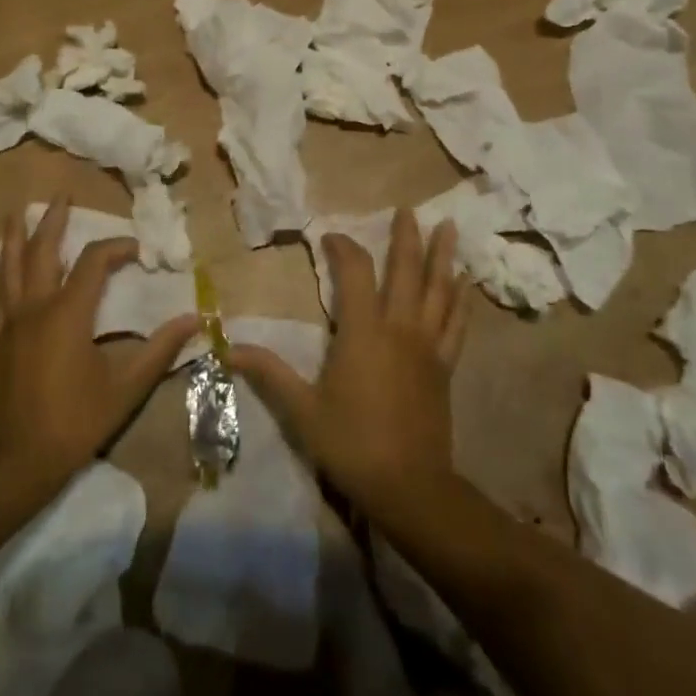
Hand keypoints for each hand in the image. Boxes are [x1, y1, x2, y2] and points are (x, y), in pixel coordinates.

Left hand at [0, 196, 198, 487]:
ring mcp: (12, 322)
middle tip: (62, 195)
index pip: (95, 262)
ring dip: (16, 237)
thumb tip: (194, 318)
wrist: (20, 462)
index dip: (118, 247)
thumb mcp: (126, 387)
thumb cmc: (76, 421)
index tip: (138, 251)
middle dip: (54, 220)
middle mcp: (37, 307)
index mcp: (69, 314)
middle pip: (45, 251)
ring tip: (16, 211)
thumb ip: (160, 350)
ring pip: (11, 267)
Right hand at [230, 208, 469, 516]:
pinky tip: (467, 283)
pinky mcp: (444, 366)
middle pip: (406, 271)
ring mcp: (427, 346)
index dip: (344, 249)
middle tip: (409, 208)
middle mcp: (399, 328)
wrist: (410, 487)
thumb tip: (228, 348)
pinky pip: (456, 325)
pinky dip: (462, 301)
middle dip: (406, 237)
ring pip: (439, 290)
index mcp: (363, 332)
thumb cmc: (352, 444)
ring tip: (450, 227)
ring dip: (442, 257)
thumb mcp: (302, 411)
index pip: (356, 273)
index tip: (331, 238)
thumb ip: (269, 374)